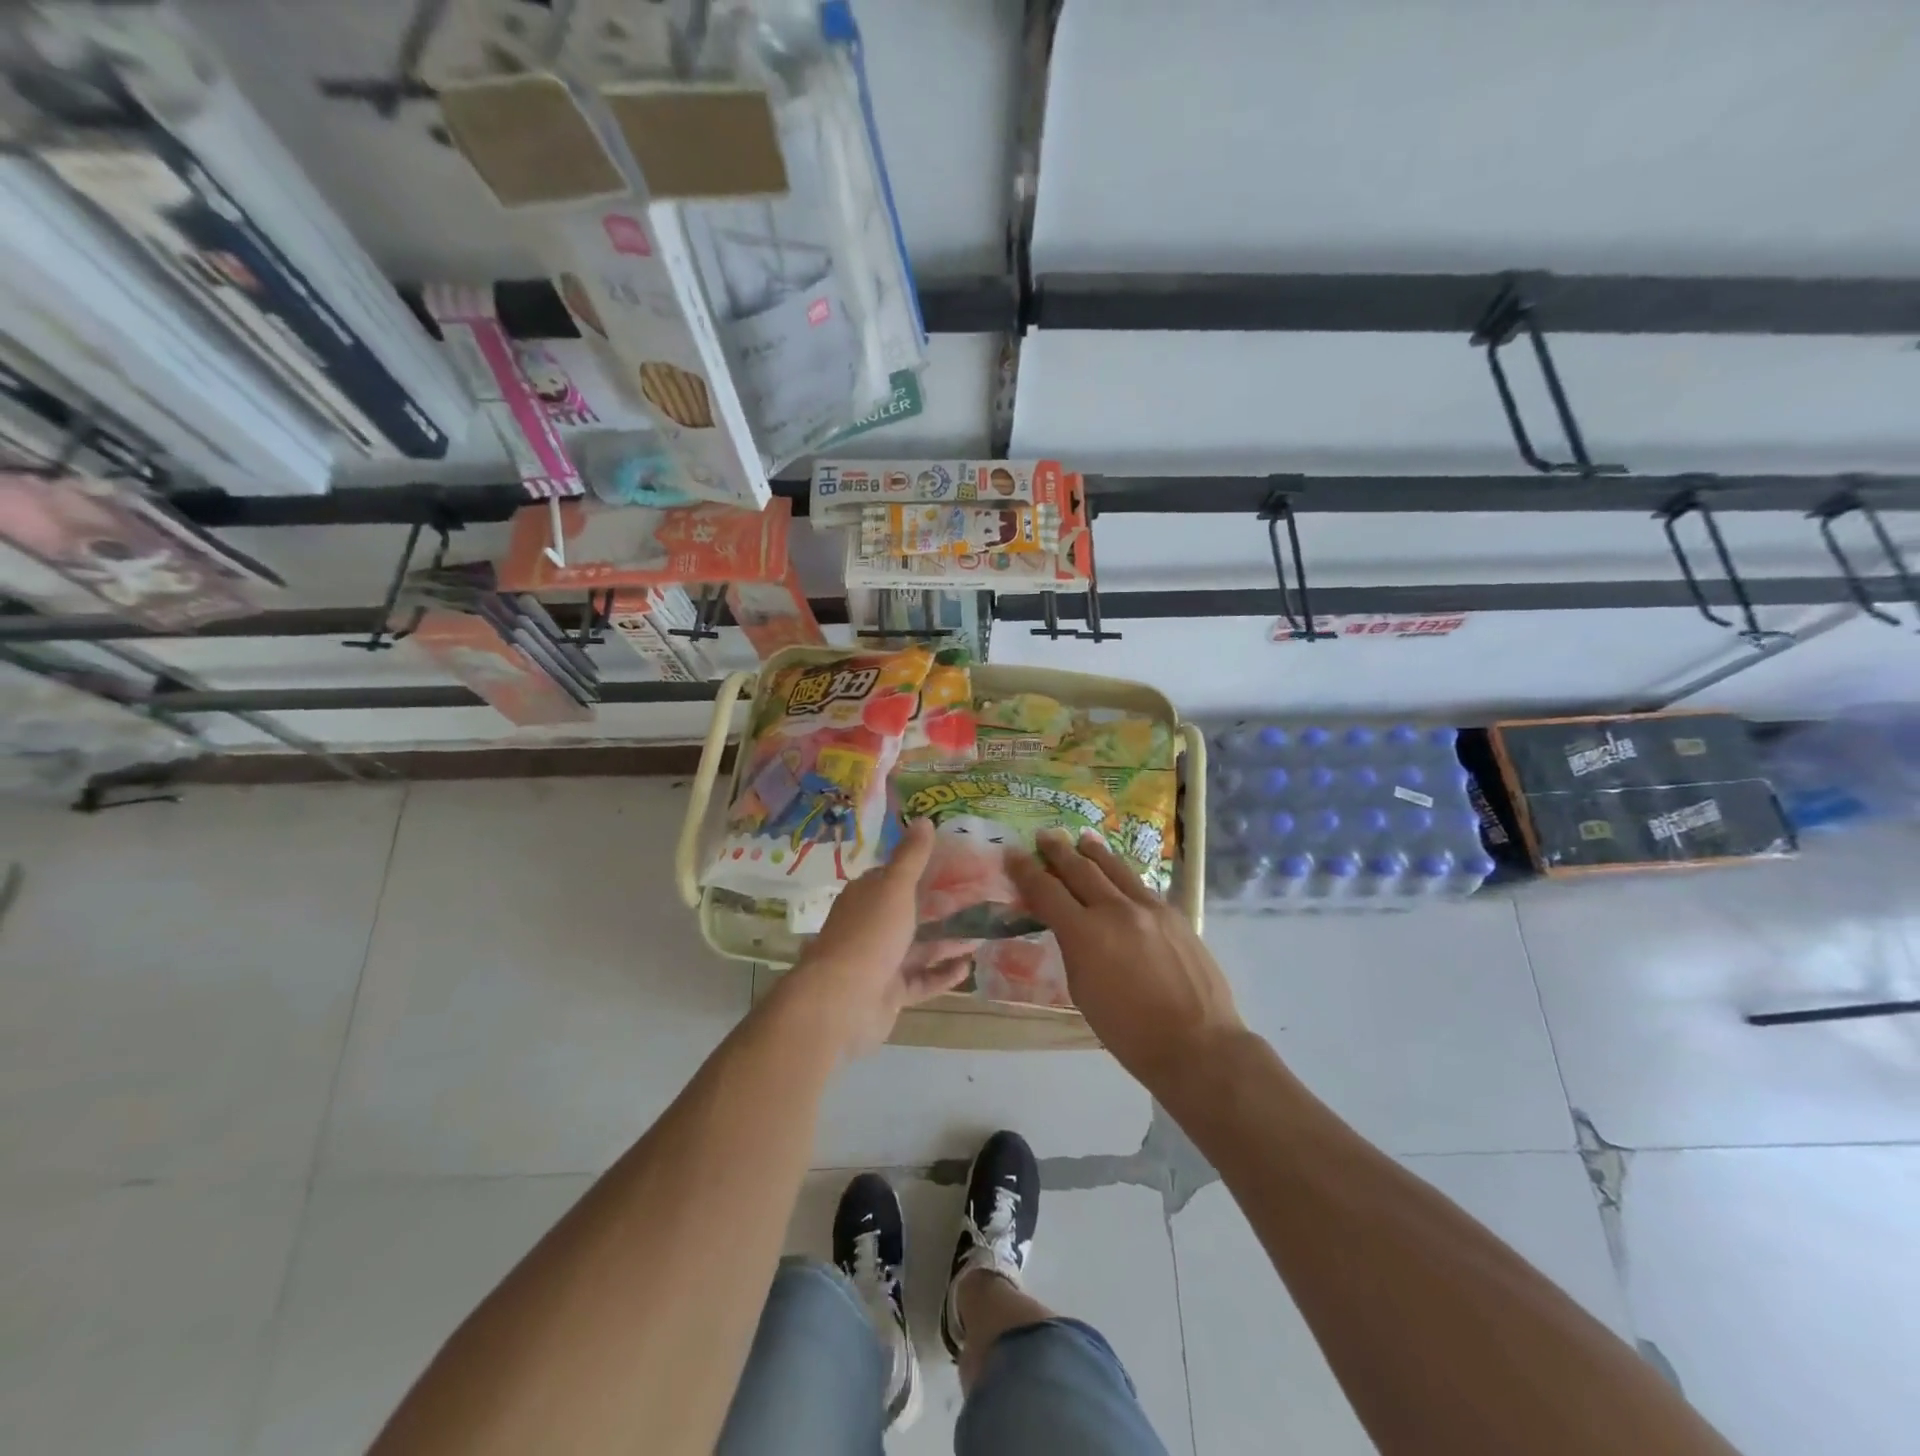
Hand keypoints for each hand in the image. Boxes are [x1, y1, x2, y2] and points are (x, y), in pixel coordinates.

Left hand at [783, 818, 974, 1058]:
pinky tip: (968, 966)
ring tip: (983, 933)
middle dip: (942, 907)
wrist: (841, 1001)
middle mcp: (871, 925)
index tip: (958, 864)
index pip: (895, 876)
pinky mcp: (890, 993)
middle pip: (911, 912)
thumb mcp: (895, 887)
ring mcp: (880, 961)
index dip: (924, 868)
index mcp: (867, 896)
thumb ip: (912, 857)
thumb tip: (923, 819)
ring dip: (947, 940)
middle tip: (981, 899)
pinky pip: (921, 980)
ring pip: (919, 947)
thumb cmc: (870, 935)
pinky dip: (942, 973)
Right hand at [1008, 828, 1243, 1086]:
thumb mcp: (1082, 991)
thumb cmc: (1128, 1031)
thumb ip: (1073, 948)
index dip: (1026, 870)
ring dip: (1094, 852)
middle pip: (1080, 869)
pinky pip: (1140, 886)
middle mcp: (1116, 910)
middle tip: (1044, 835)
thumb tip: (1070, 924)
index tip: (1012, 854)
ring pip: (1115, 868)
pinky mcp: (1174, 914)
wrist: (1196, 1043)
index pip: (1047, 890)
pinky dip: (1122, 875)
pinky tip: (1118, 874)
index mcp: (1086, 933)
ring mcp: (1149, 908)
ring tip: (1082, 839)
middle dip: (1058, 851)